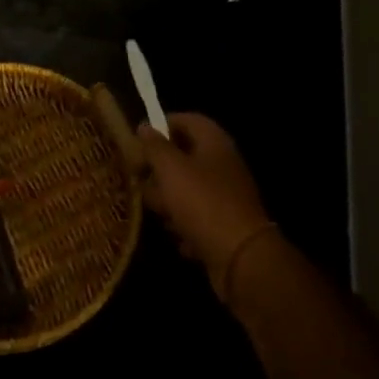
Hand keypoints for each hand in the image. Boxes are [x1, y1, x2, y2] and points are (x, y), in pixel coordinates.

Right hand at [137, 114, 275, 298]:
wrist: (240, 258)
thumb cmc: (202, 203)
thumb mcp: (171, 169)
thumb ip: (154, 146)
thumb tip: (144, 126)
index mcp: (214, 143)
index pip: (186, 120)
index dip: (161, 125)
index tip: (138, 140)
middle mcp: (223, 165)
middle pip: (183, 157)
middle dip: (159, 171)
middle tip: (141, 181)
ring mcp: (225, 196)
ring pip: (186, 190)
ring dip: (169, 202)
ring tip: (160, 214)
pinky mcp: (224, 225)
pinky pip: (196, 218)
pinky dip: (185, 227)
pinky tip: (180, 237)